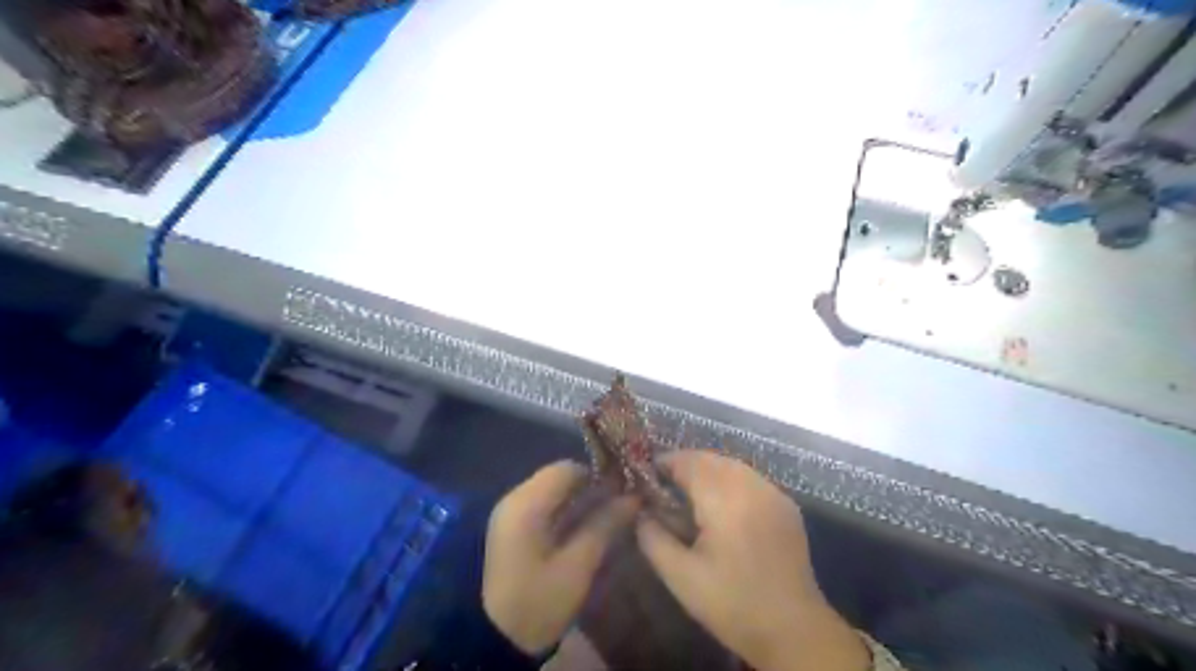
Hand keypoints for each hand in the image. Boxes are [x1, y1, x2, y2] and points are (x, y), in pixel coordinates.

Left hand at [482, 462, 639, 655]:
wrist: (494, 638)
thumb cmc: (538, 601)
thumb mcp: (578, 566)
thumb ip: (605, 525)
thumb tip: (633, 497)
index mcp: (527, 504)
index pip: (568, 469)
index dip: (598, 475)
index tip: (623, 491)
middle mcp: (515, 498)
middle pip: (559, 477)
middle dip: (590, 487)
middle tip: (620, 504)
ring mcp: (510, 512)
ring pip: (552, 490)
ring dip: (578, 498)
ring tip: (607, 515)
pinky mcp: (511, 527)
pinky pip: (543, 505)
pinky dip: (564, 509)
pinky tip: (584, 526)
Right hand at [635, 451, 869, 670]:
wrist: (794, 629)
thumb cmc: (732, 603)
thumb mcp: (680, 576)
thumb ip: (653, 538)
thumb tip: (640, 512)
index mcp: (724, 498)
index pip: (687, 462)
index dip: (664, 464)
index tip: (646, 477)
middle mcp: (750, 485)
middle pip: (709, 458)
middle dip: (684, 465)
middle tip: (665, 488)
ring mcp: (772, 492)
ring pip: (731, 465)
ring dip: (707, 471)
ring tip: (690, 495)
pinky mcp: (786, 504)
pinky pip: (750, 478)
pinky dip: (730, 480)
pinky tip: (722, 506)